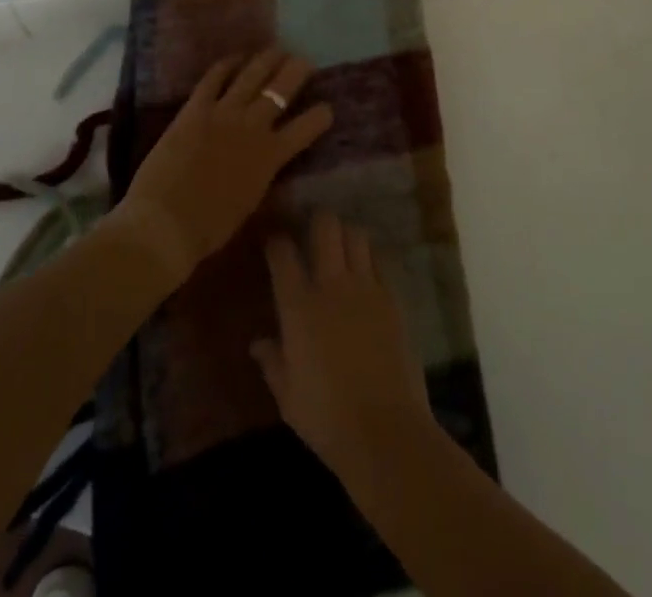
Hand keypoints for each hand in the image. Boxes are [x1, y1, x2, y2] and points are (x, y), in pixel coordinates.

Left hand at [111, 48, 331, 281]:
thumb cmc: (209, 227)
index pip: (306, 128)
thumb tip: (266, 162)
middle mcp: (252, 126)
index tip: (326, 108)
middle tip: (304, 61)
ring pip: (252, 75)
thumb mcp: (249, 202)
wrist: (165, 223)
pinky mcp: (195, 108)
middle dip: (297, 71)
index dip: (320, 116)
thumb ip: (262, 175)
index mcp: (270, 156)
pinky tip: (234, 59)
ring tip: (276, 50)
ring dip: (267, 60)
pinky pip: (213, 78)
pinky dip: (226, 65)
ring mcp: (223, 113)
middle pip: (281, 90)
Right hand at [252, 210, 435, 483]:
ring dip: (347, 235)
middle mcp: (331, 285)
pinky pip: (381, 261)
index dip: (277, 243)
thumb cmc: (326, 419)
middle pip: (326, 226)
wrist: (385, 431)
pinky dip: (371, 258)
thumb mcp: (288, 397)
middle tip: (313, 229)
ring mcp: (366, 287)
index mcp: (299, 307)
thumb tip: (258, 343)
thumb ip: (272, 362)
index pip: (283, 254)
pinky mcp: (393, 297)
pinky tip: (368, 271)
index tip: (275, 244)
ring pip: (357, 235)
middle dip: (318, 219)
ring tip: (342, 246)